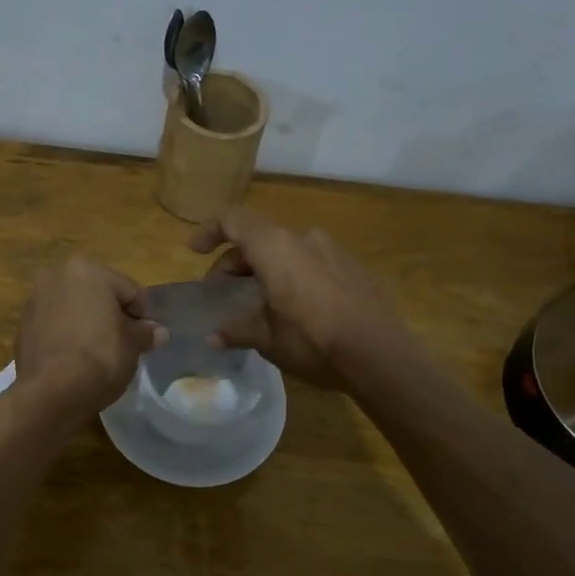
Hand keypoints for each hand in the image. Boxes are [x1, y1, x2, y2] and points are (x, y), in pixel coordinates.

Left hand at [15, 257, 165, 416]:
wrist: (50, 393)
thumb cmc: (99, 359)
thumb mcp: (132, 345)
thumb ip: (144, 333)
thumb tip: (157, 332)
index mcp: (87, 270)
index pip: (129, 290)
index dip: (143, 315)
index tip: (146, 339)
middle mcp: (56, 275)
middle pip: (98, 294)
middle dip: (111, 315)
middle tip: (123, 344)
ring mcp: (34, 300)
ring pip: (73, 308)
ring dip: (87, 323)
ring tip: (98, 352)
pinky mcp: (22, 326)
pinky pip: (55, 325)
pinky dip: (67, 335)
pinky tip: (75, 358)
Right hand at [188, 209, 405, 388]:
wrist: (380, 354)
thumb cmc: (312, 340)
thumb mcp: (266, 338)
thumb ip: (236, 330)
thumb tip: (213, 337)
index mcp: (275, 247)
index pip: (233, 220)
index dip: (209, 231)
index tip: (195, 252)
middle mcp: (303, 238)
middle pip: (258, 238)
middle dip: (234, 262)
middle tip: (221, 291)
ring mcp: (332, 251)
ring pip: (285, 251)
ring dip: (264, 269)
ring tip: (257, 301)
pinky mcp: (352, 268)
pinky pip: (310, 263)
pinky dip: (291, 276)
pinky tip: (293, 307)